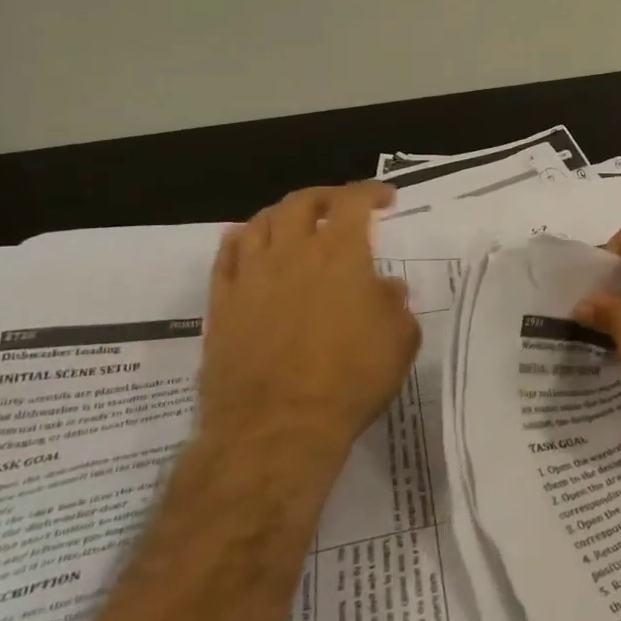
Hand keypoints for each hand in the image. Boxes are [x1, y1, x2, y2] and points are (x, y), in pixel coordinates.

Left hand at [198, 183, 420, 461]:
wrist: (277, 428)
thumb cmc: (350, 380)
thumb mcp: (399, 341)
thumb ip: (394, 304)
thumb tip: (383, 287)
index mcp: (340, 254)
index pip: (354, 202)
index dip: (371, 192)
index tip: (386, 198)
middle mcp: (292, 253)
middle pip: (301, 202)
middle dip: (325, 197)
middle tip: (340, 207)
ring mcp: (251, 277)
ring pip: (259, 223)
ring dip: (282, 215)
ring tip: (295, 223)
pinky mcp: (221, 305)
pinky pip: (226, 257)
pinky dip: (240, 240)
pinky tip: (249, 244)